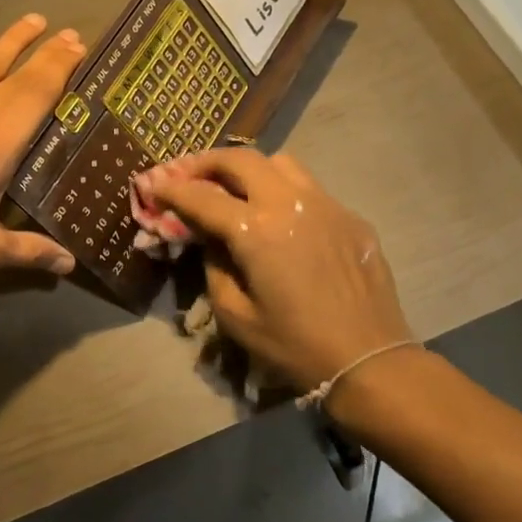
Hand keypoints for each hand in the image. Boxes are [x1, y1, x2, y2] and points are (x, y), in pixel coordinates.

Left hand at [0, 14, 86, 275]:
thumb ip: (30, 251)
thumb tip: (69, 266)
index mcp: (1, 137)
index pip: (40, 88)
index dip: (61, 63)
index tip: (78, 44)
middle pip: (15, 66)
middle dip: (42, 47)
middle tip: (63, 30)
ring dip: (6, 42)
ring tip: (27, 25)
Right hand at [136, 149, 414, 392]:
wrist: (369, 361)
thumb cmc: (294, 345)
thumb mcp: (235, 314)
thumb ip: (214, 265)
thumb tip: (210, 237)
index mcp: (256, 230)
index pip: (202, 197)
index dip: (171, 189)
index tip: (152, 184)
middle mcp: (290, 203)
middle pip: (241, 160)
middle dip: (207, 162)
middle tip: (189, 175)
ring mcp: (326, 205)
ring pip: (281, 163)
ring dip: (249, 169)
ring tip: (234, 188)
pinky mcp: (350, 217)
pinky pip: (310, 189)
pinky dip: (283, 191)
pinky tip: (280, 219)